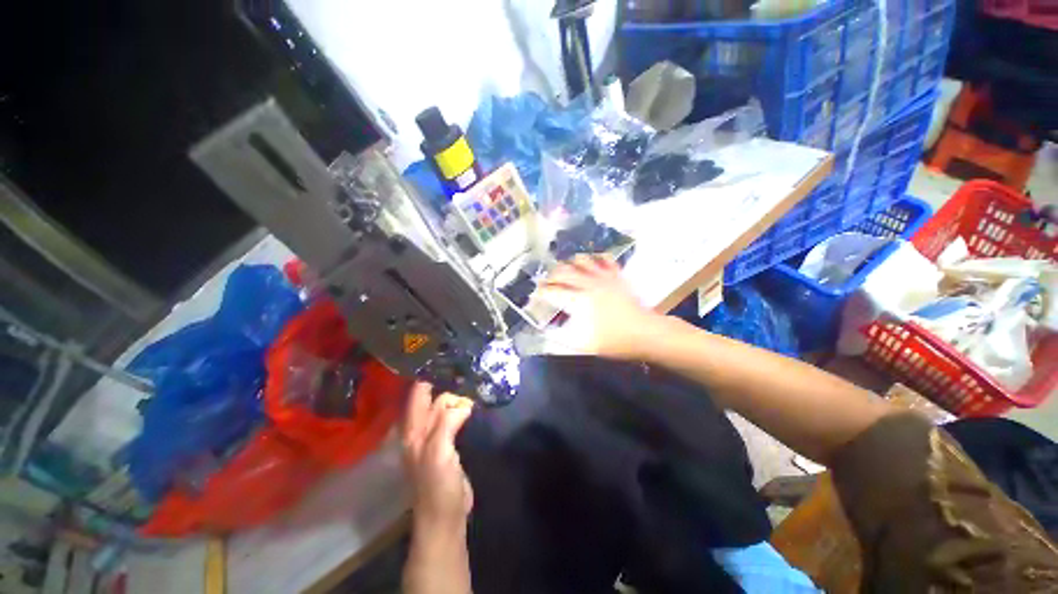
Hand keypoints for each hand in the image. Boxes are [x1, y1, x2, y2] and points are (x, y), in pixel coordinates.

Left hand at [401, 382, 474, 531]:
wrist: (445, 515)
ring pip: (444, 407)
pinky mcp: (448, 443)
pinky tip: (473, 404)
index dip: (430, 377)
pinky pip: (453, 418)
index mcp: (413, 429)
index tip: (449, 362)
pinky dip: (462, 409)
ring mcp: (435, 436)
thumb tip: (464, 403)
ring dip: (456, 397)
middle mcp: (421, 428)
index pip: (418, 393)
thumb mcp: (438, 452)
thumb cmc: (437, 485)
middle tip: (468, 373)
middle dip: (447, 385)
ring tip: (473, 384)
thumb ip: (447, 422)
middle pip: (433, 398)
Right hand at [539, 254, 662, 359]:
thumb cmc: (614, 341)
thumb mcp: (584, 345)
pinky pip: (604, 259)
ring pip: (581, 260)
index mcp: (578, 300)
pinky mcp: (616, 275)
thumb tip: (546, 331)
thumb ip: (561, 337)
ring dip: (569, 263)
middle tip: (546, 283)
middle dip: (550, 276)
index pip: (553, 291)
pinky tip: (591, 262)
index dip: (541, 292)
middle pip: (563, 271)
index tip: (535, 295)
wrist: (645, 333)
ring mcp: (603, 277)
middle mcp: (588, 283)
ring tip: (565, 270)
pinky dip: (595, 258)